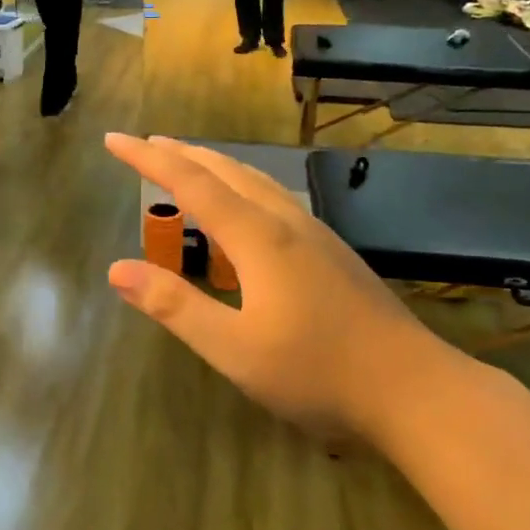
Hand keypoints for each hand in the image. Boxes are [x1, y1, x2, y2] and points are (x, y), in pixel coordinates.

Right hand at [104, 135, 467, 440]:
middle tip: (145, 144)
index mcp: (257, 236)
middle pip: (225, 170)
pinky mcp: (331, 251)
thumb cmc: (318, 373)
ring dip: (214, 166)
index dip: (148, 159)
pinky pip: (273, 198)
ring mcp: (314, 234)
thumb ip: (175, 305)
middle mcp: (285, 221)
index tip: (114, 140)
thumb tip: (116, 268)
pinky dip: (241, 186)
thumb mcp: (234, 349)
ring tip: (188, 164)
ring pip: (254, 180)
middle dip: (181, 153)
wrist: (415, 390)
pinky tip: (245, 210)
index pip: (190, 183)